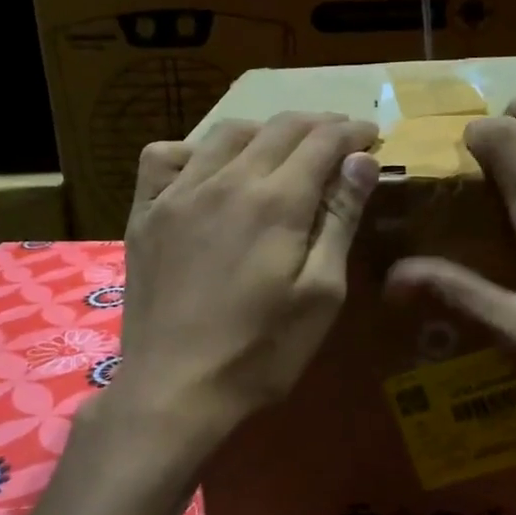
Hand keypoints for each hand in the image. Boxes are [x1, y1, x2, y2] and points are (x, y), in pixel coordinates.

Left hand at [107, 112, 379, 448]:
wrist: (175, 389)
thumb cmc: (262, 351)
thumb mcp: (321, 294)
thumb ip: (340, 219)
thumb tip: (361, 160)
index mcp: (277, 201)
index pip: (322, 141)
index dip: (352, 132)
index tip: (370, 136)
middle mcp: (227, 180)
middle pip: (279, 128)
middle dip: (317, 125)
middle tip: (339, 138)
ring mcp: (179, 193)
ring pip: (226, 133)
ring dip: (264, 130)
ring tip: (283, 146)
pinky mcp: (145, 213)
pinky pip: (164, 157)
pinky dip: (194, 149)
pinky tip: (206, 167)